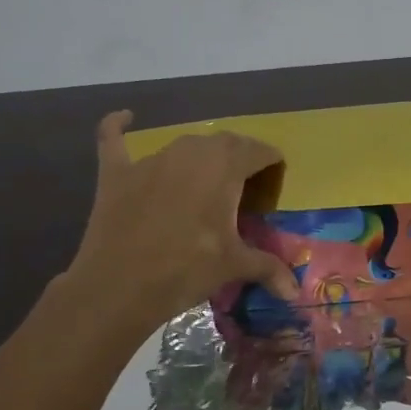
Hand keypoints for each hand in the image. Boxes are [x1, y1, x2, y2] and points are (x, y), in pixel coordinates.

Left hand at [66, 111, 297, 333]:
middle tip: (246, 187)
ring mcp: (151, 160)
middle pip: (224, 144)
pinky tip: (125, 118)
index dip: (271, 162)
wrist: (119, 286)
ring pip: (183, 146)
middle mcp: (190, 152)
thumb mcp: (234, 267)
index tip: (276, 179)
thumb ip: (268, 269)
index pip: (258, 151)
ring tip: (207, 181)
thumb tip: (295, 291)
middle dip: (239, 159)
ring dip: (200, 157)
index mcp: (225, 167)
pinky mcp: (117, 172)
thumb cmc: (187, 269)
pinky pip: (115, 139)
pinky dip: (119, 127)